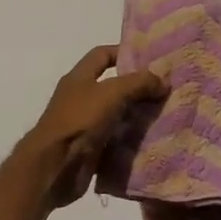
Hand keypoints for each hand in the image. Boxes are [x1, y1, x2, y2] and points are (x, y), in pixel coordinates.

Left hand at [25, 46, 166, 205]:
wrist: (55, 166)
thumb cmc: (79, 120)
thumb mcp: (111, 93)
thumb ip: (138, 83)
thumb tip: (163, 81)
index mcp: (79, 78)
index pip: (102, 55)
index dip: (124, 52)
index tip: (151, 59)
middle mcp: (80, 98)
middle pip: (112, 86)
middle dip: (137, 88)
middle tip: (165, 90)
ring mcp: (84, 125)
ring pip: (115, 115)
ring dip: (136, 116)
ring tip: (164, 115)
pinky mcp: (89, 149)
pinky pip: (114, 140)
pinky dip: (130, 140)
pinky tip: (152, 140)